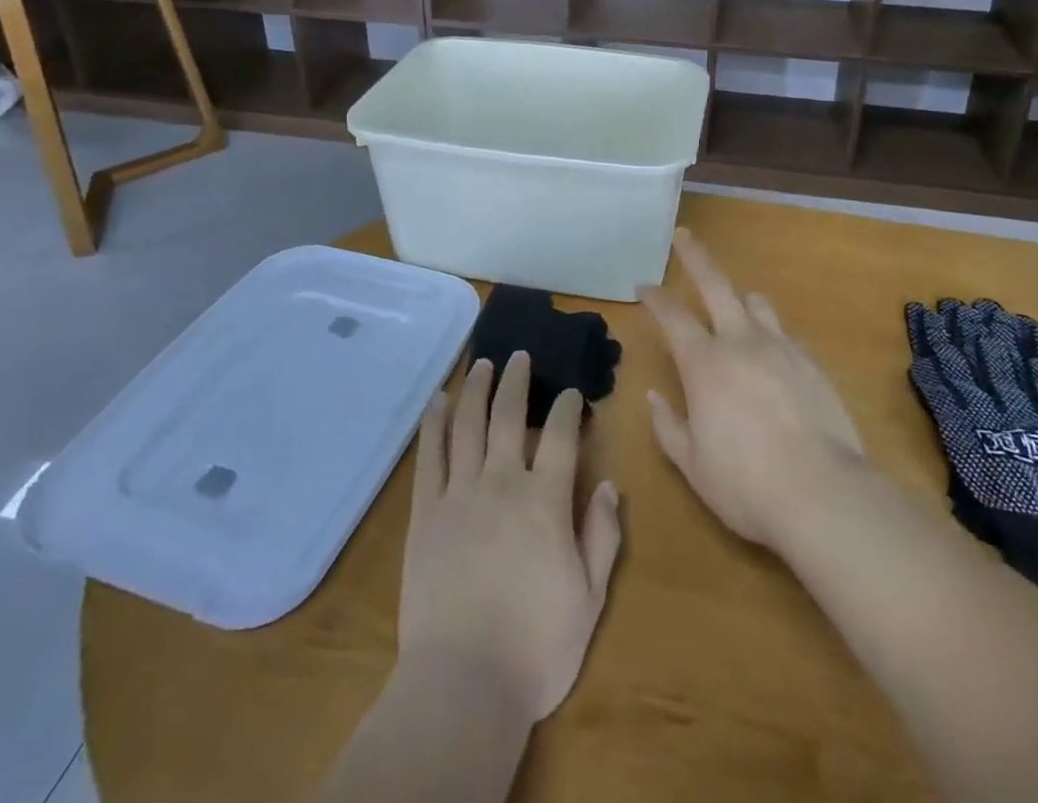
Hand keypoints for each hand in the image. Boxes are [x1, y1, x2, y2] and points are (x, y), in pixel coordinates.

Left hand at [398, 351, 621, 723]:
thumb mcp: (590, 598)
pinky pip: (429, 455)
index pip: (561, 436)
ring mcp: (460, 493)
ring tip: (482, 363)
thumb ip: (603, 536)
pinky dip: (434, 423)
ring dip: (476, 389)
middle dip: (517, 380)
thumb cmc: (536, 647)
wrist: (463, 683)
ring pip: (468, 424)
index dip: (567, 408)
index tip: (571, 393)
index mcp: (546, 500)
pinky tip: (438, 401)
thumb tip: (611, 485)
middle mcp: (502, 482)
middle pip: (510, 416)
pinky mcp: (426, 512)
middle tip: (519, 355)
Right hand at [642, 228, 865, 548]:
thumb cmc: (745, 484)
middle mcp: (741, 342)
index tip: (643, 286)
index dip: (655, 298)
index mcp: (704, 363)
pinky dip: (770, 334)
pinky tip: (772, 355)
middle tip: (684, 235)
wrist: (823, 494)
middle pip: (716, 284)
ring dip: (740, 297)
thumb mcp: (692, 464)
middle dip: (696, 257)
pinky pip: (785, 334)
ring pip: (757, 303)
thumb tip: (655, 397)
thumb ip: (668, 426)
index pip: (672, 316)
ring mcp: (781, 348)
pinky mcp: (812, 363)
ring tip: (734, 304)